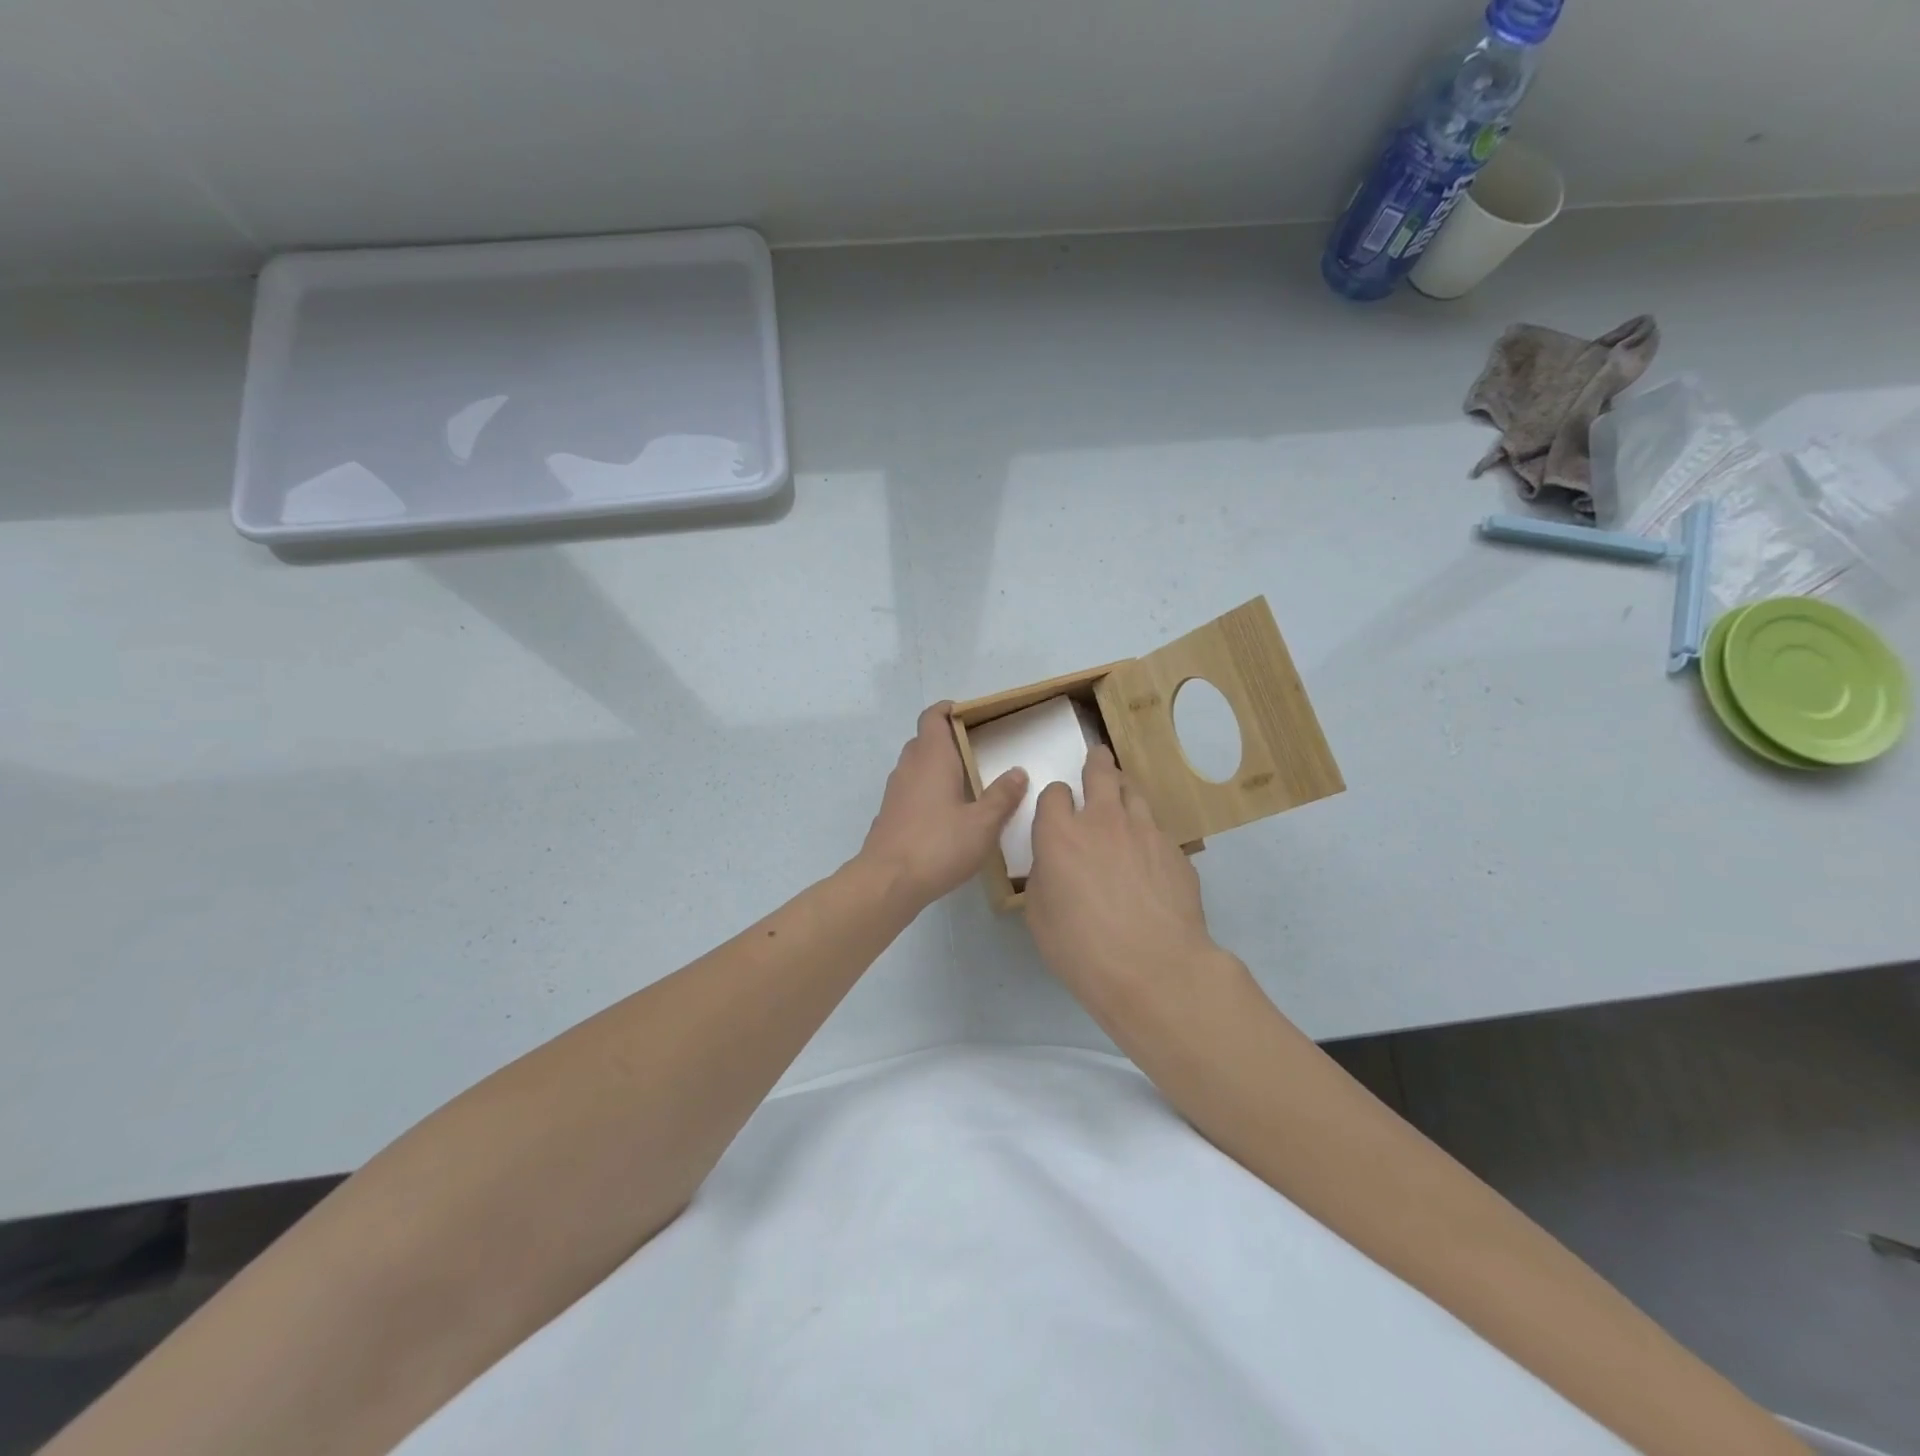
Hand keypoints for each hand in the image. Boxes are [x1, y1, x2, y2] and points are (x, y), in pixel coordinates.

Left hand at [859, 703, 1026, 907]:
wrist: (888, 881)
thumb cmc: (939, 845)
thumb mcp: (983, 824)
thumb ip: (1002, 796)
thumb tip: (1018, 772)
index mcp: (932, 758)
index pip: (933, 717)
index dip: (948, 710)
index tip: (969, 714)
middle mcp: (909, 767)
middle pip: (924, 740)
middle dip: (947, 740)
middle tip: (977, 752)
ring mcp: (894, 791)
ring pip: (915, 766)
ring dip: (937, 767)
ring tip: (966, 784)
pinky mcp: (889, 814)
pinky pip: (910, 790)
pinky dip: (926, 791)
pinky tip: (945, 815)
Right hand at [1025, 746, 1226, 1021]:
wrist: (1154, 968)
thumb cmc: (1081, 948)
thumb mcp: (1039, 915)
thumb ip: (1044, 877)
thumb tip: (1055, 865)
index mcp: (1060, 834)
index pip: (1054, 794)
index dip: (1054, 798)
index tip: (1056, 807)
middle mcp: (1102, 821)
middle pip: (1100, 773)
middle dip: (1097, 763)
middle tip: (1098, 758)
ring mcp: (1144, 832)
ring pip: (1134, 794)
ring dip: (1124, 791)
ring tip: (1124, 796)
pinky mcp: (1175, 852)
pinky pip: (1157, 831)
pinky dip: (1148, 834)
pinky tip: (1149, 858)